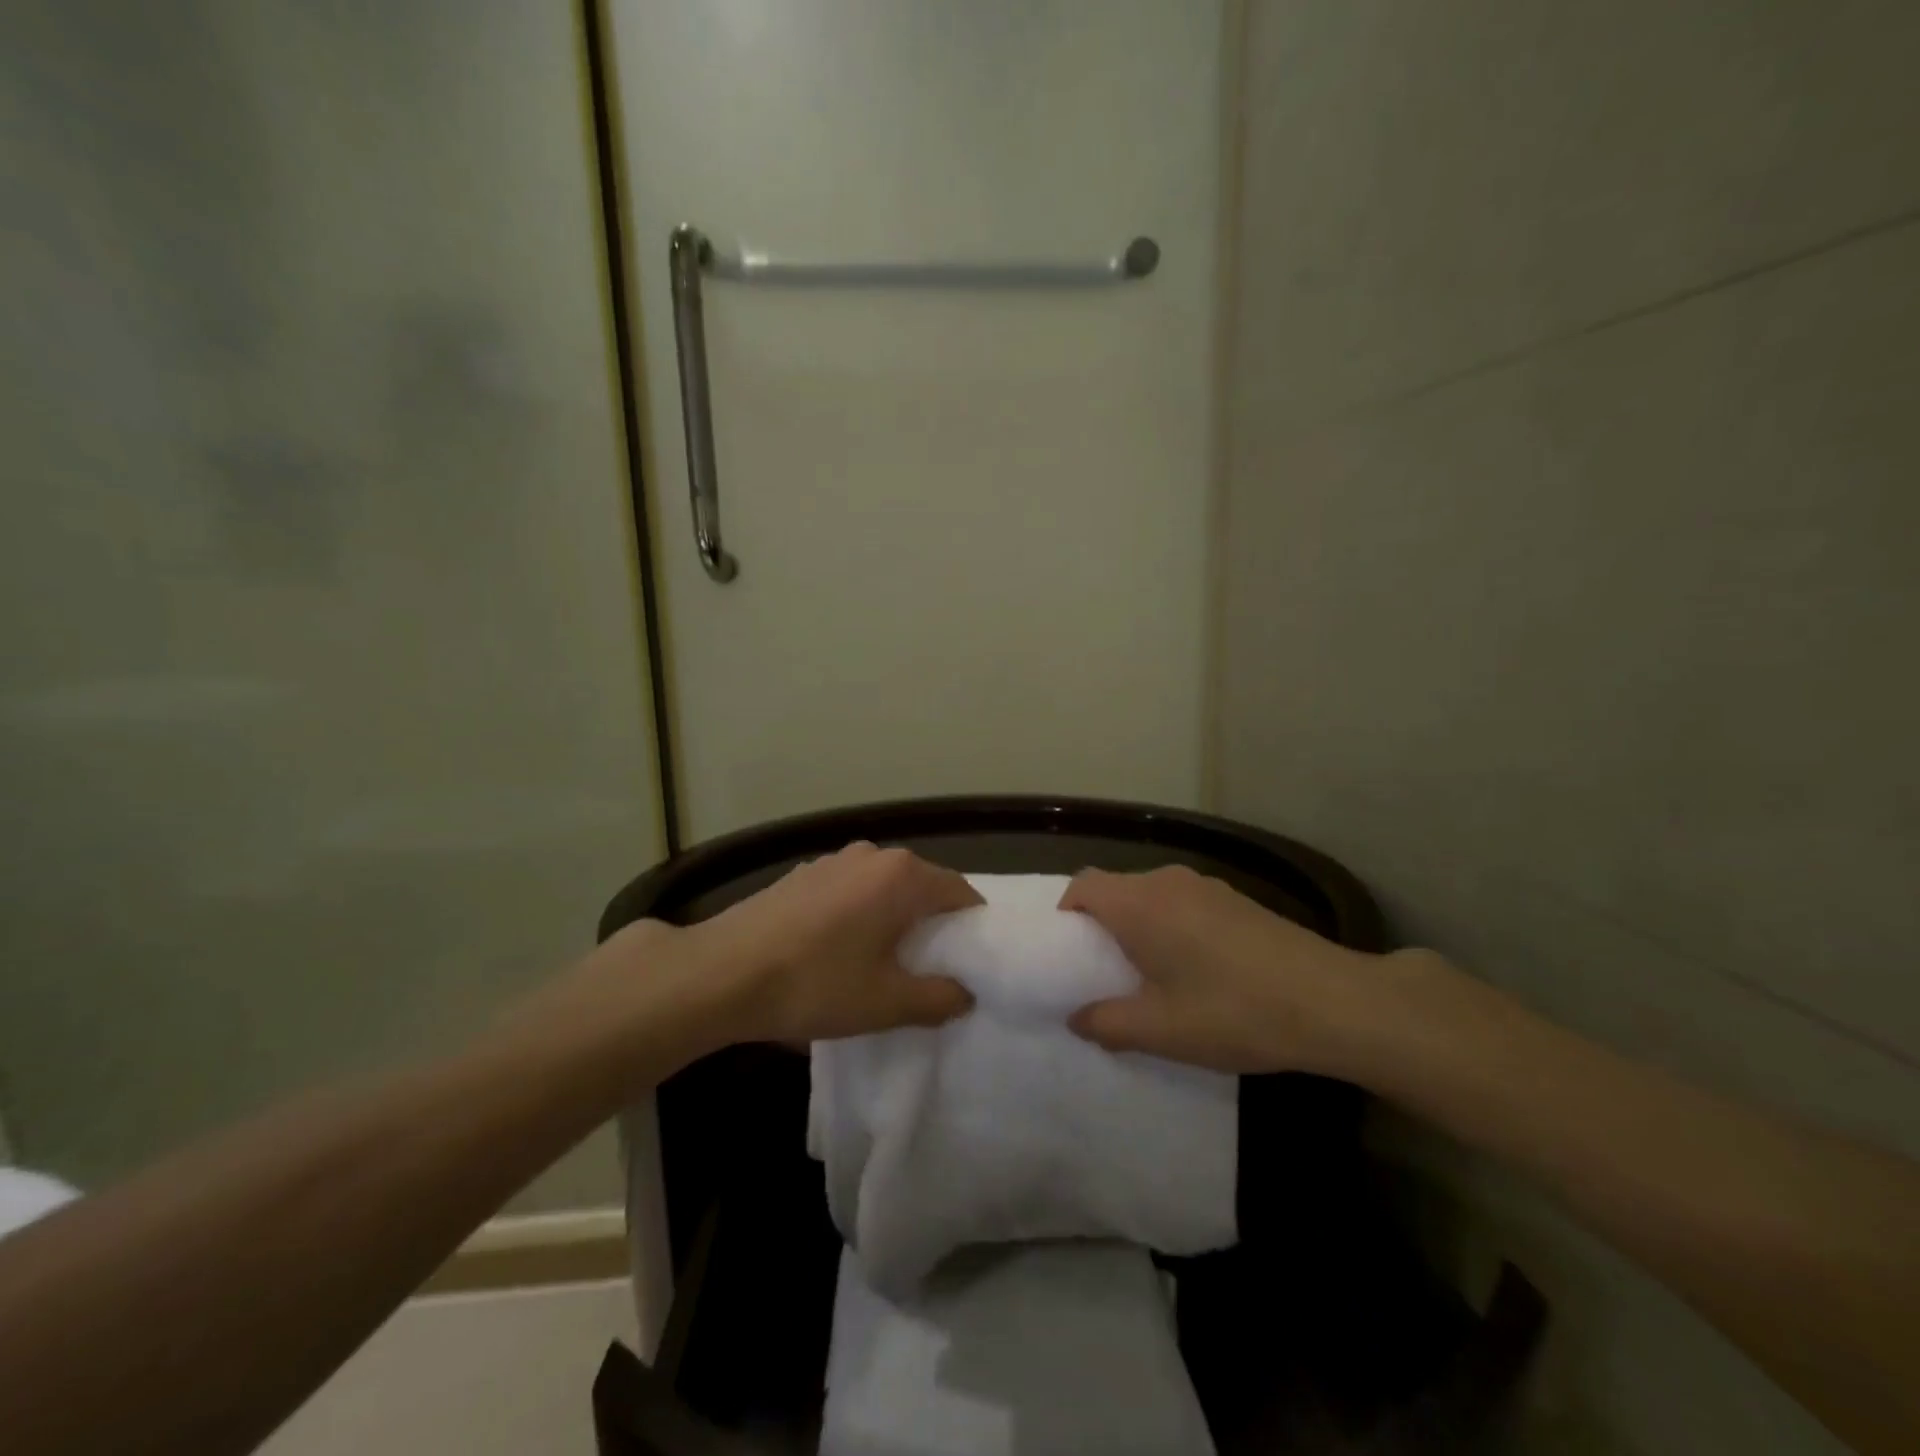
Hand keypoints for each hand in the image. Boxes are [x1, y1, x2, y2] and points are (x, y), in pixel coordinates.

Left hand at [680, 842, 980, 1043]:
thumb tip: (965, 993)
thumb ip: (938, 998)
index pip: (960, 892)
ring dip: (892, 917)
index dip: (971, 927)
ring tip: (881, 961)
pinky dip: (858, 913)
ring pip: (883, 887)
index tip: (968, 962)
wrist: (720, 973)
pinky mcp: (802, 874)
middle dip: (931, 923)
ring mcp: (833, 860)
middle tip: (928, 968)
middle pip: (921, 885)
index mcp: (902, 876)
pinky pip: (849, 889)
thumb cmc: (814, 984)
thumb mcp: (886, 1003)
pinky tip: (836, 949)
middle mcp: (872, 855)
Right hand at [1059, 864, 1385, 1074]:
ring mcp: (1207, 885)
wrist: (1334, 1001)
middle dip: (1103, 924)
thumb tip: (1078, 1018)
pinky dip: (1173, 925)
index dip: (1067, 913)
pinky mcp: (1237, 898)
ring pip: (1152, 895)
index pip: (1083, 885)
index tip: (1071, 952)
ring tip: (1154, 974)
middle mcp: (1167, 881)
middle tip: (1108, 971)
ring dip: (1142, 926)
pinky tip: (1200, 969)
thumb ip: (1108, 1024)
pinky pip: (1184, 902)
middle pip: (1116, 888)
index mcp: (1140, 904)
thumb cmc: (1233, 1011)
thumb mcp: (1162, 1030)